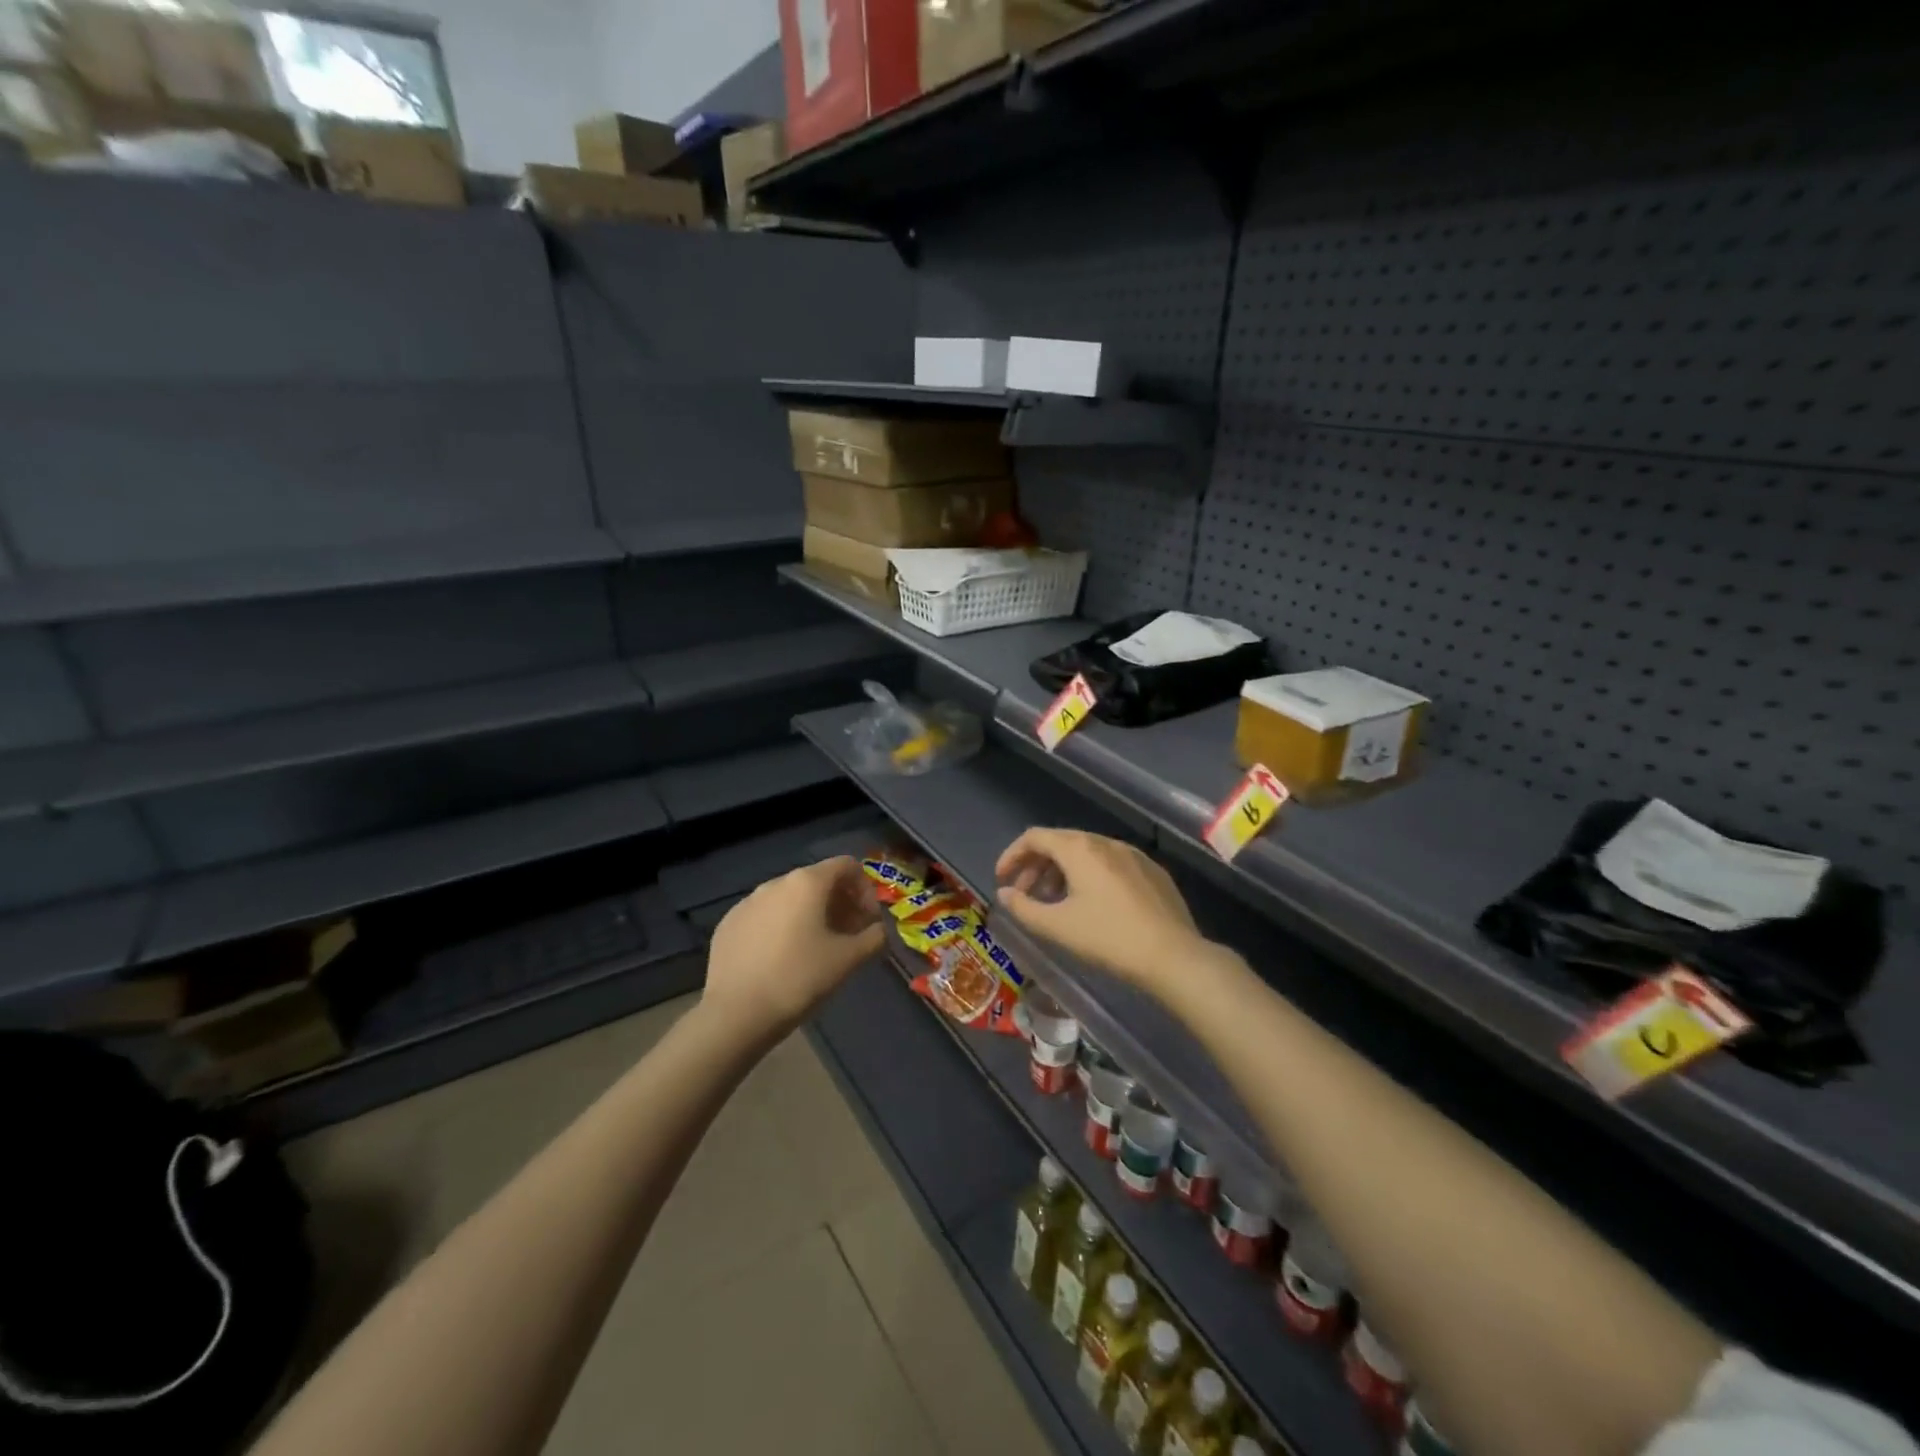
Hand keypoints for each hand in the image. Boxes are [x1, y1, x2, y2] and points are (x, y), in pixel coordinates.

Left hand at [705, 857, 884, 1036]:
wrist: (735, 1014)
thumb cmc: (799, 979)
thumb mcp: (848, 960)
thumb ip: (873, 937)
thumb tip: (879, 930)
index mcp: (807, 883)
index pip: (847, 865)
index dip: (865, 888)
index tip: (869, 921)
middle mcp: (775, 883)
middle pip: (818, 880)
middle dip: (840, 903)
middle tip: (849, 936)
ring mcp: (747, 902)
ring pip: (789, 898)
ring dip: (811, 914)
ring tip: (816, 948)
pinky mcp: (728, 924)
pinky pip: (765, 916)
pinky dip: (782, 926)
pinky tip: (782, 959)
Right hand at [995, 828, 1204, 989]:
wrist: (1173, 955)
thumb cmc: (1108, 938)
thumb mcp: (1057, 927)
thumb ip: (1023, 908)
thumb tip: (1005, 894)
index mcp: (1079, 848)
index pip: (1035, 837)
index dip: (1012, 856)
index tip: (1001, 880)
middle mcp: (1105, 842)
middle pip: (1060, 843)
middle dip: (1036, 866)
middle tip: (1024, 895)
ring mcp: (1132, 855)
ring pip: (1086, 853)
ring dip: (1062, 872)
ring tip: (1055, 902)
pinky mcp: (1152, 871)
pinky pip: (1110, 864)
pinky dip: (1089, 876)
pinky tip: (1092, 906)